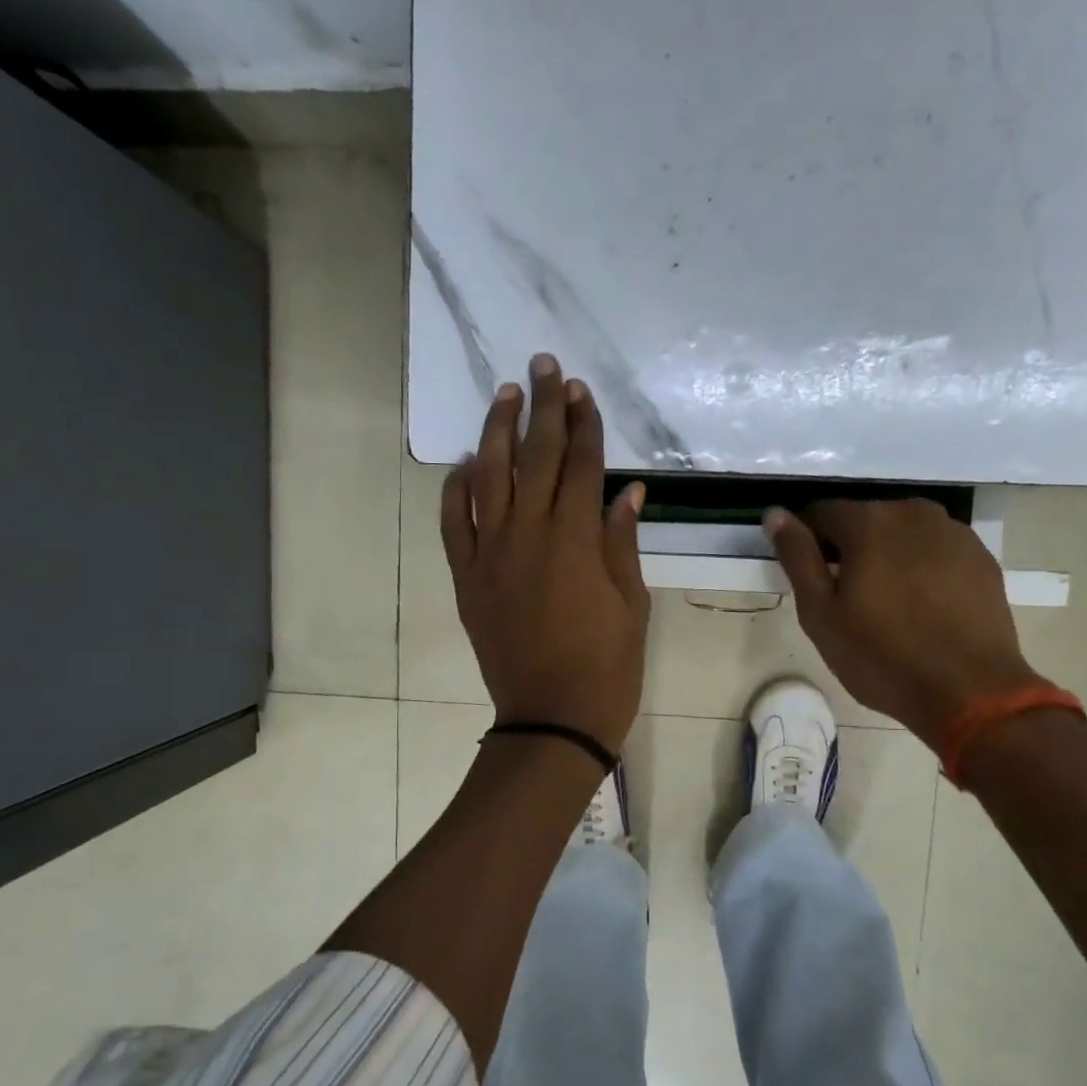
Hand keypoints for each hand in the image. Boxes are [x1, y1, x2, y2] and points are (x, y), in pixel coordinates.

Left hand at [441, 354, 649, 756]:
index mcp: (577, 540)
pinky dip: (456, 490)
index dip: (583, 423)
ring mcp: (491, 555)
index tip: (581, 390)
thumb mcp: (632, 605)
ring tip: (505, 395)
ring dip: (496, 432)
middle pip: (536, 457)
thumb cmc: (606, 667)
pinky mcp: (467, 578)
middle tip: (545, 366)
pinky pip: (454, 523)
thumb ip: (623, 543)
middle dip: (543, 408)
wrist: (551, 719)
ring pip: (489, 478)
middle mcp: (530, 535)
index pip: (581, 465)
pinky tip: (463, 464)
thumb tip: (626, 492)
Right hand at [765, 500, 1043, 749]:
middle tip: (843, 597)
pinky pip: (934, 551)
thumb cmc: (881, 656)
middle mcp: (913, 512)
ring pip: (901, 534)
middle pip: (863, 519)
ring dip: (884, 556)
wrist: (970, 692)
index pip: (820, 513)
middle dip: (847, 548)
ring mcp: (954, 532)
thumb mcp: (820, 613)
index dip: (806, 541)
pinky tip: (919, 607)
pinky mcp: (980, 557)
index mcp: (869, 522)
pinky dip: (919, 567)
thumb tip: (775, 514)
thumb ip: (797, 556)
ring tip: (884, 603)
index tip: (806, 576)